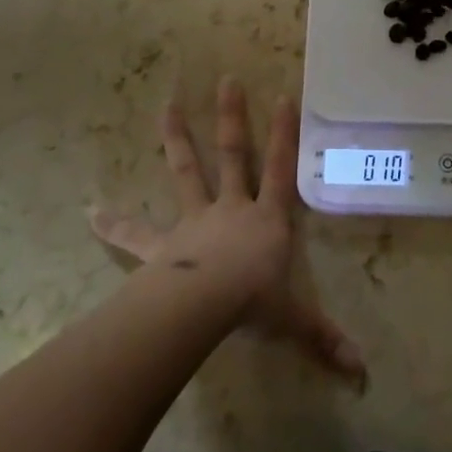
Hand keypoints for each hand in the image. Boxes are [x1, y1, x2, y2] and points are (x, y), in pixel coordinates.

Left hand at [90, 77, 365, 385]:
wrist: (204, 305)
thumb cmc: (254, 302)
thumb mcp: (294, 320)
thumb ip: (324, 338)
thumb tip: (362, 371)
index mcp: (266, 219)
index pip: (282, 168)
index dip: (285, 134)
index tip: (284, 96)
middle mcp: (232, 208)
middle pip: (234, 155)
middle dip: (232, 118)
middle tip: (227, 80)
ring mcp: (195, 221)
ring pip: (187, 172)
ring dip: (177, 140)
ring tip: (167, 106)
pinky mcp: (163, 246)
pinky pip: (135, 234)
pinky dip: (114, 224)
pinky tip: (90, 212)